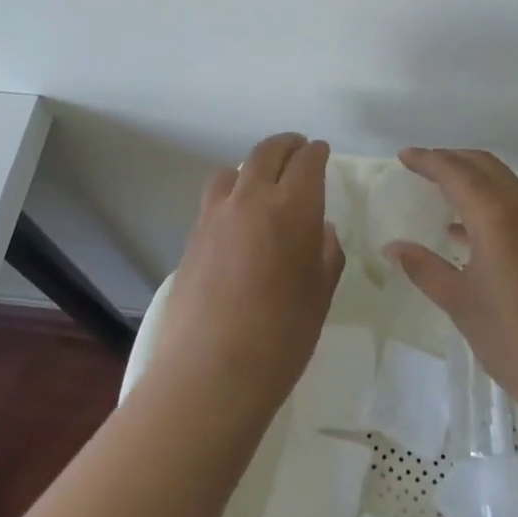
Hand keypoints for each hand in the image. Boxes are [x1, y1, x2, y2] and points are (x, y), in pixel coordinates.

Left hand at [150, 133, 344, 417]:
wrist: (210, 371)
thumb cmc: (281, 335)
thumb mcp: (320, 294)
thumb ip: (325, 253)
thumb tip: (321, 229)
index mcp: (291, 207)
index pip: (306, 161)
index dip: (317, 153)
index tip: (322, 151)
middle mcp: (250, 198)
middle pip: (267, 152)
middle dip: (287, 146)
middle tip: (298, 149)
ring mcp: (215, 216)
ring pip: (234, 171)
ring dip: (254, 167)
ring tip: (263, 183)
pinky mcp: (192, 237)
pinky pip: (215, 200)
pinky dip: (232, 195)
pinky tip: (238, 220)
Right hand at [382, 148, 517, 422]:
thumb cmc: (517, 341)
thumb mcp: (462, 305)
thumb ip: (426, 269)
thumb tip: (394, 247)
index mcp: (497, 218)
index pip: (457, 172)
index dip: (428, 160)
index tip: (403, 157)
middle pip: (484, 166)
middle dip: (451, 159)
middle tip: (420, 167)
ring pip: (504, 182)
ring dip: (472, 178)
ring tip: (440, 192)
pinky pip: (517, 204)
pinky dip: (490, 200)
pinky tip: (468, 230)